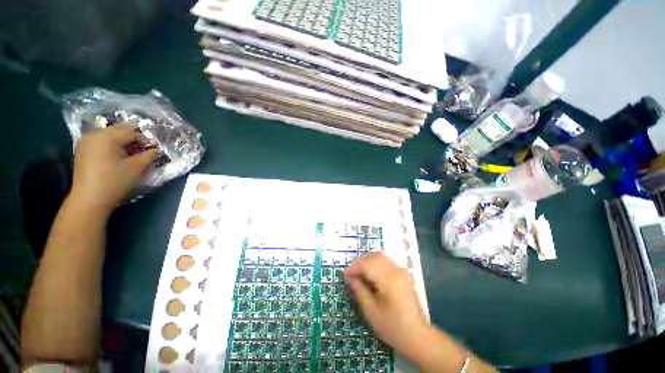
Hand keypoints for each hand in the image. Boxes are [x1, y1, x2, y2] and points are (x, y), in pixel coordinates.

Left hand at [69, 125, 159, 213]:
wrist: (89, 199)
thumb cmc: (115, 181)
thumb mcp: (137, 168)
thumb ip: (149, 155)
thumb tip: (157, 150)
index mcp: (107, 137)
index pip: (131, 131)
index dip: (144, 140)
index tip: (152, 151)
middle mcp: (94, 134)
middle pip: (119, 131)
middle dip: (133, 140)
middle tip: (143, 153)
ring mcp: (86, 142)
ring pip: (110, 136)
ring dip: (122, 144)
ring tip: (131, 157)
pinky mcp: (82, 150)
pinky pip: (101, 142)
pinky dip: (112, 147)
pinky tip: (117, 158)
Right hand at [344, 252, 427, 358]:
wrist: (418, 336)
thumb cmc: (392, 327)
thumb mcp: (371, 311)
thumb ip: (359, 290)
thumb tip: (348, 276)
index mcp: (388, 280)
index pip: (367, 265)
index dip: (354, 267)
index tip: (345, 274)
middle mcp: (396, 271)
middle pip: (374, 257)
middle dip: (360, 262)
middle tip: (351, 273)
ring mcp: (401, 271)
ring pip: (380, 256)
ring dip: (368, 261)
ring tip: (359, 272)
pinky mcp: (403, 274)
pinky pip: (386, 261)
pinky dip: (376, 262)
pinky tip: (371, 273)